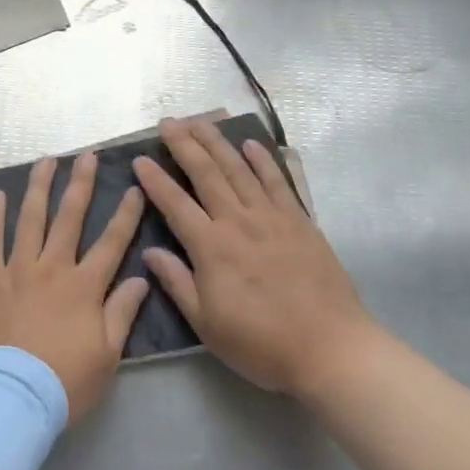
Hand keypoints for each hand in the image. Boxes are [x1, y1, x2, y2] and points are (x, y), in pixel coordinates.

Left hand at [0, 152, 150, 420]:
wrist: (10, 397)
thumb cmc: (64, 382)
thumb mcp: (107, 355)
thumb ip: (122, 312)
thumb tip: (141, 278)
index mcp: (84, 286)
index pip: (112, 242)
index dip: (126, 214)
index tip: (135, 188)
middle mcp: (53, 268)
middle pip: (70, 218)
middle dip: (81, 184)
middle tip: (87, 156)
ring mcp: (18, 270)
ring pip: (30, 219)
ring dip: (39, 187)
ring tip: (45, 161)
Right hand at [132, 118, 377, 399]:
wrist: (329, 348)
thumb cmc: (261, 343)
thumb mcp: (207, 324)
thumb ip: (177, 283)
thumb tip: (149, 252)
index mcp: (211, 247)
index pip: (175, 203)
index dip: (155, 180)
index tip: (139, 159)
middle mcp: (238, 221)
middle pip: (206, 173)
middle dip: (184, 144)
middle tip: (168, 122)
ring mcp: (271, 217)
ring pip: (239, 169)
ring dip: (217, 142)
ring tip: (201, 121)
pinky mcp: (299, 221)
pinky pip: (277, 182)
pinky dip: (263, 160)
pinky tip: (251, 145)